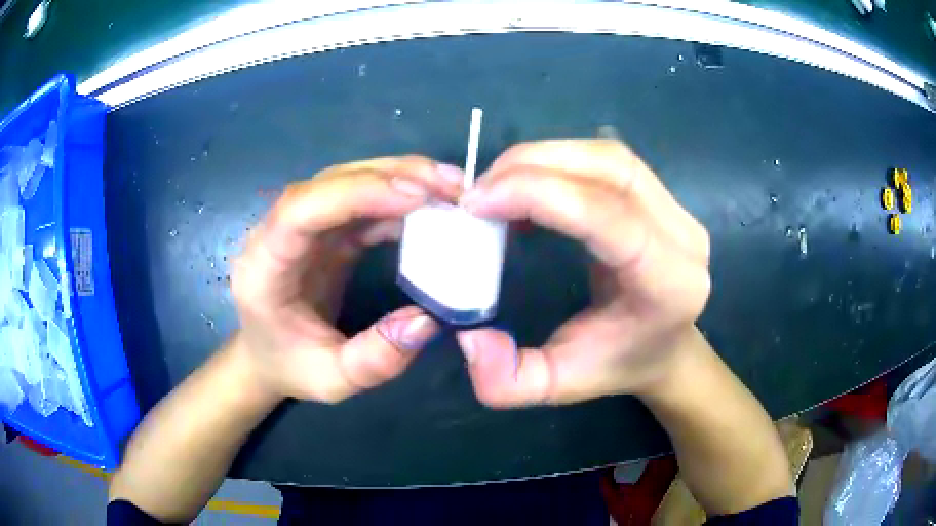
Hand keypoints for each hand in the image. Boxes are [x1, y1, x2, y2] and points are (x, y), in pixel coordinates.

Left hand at [230, 156, 463, 402]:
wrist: (267, 354)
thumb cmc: (290, 366)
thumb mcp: (332, 380)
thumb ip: (375, 359)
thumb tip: (428, 320)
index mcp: (265, 265)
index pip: (302, 209)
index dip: (357, 193)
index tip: (417, 196)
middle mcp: (278, 230)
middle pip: (332, 182)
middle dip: (394, 176)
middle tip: (453, 187)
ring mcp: (304, 224)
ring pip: (351, 180)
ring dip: (403, 177)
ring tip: (452, 190)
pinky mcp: (325, 228)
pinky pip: (363, 201)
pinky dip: (400, 198)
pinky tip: (433, 207)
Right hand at [458, 140, 710, 405]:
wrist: (665, 347)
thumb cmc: (617, 365)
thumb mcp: (556, 387)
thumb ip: (506, 380)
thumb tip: (469, 335)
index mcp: (669, 284)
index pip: (607, 215)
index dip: (538, 194)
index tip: (477, 202)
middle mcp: (683, 237)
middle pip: (609, 169)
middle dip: (533, 165)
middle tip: (479, 189)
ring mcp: (679, 210)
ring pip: (608, 156)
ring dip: (544, 157)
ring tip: (499, 183)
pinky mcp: (664, 196)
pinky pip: (609, 159)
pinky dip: (561, 160)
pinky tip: (532, 183)